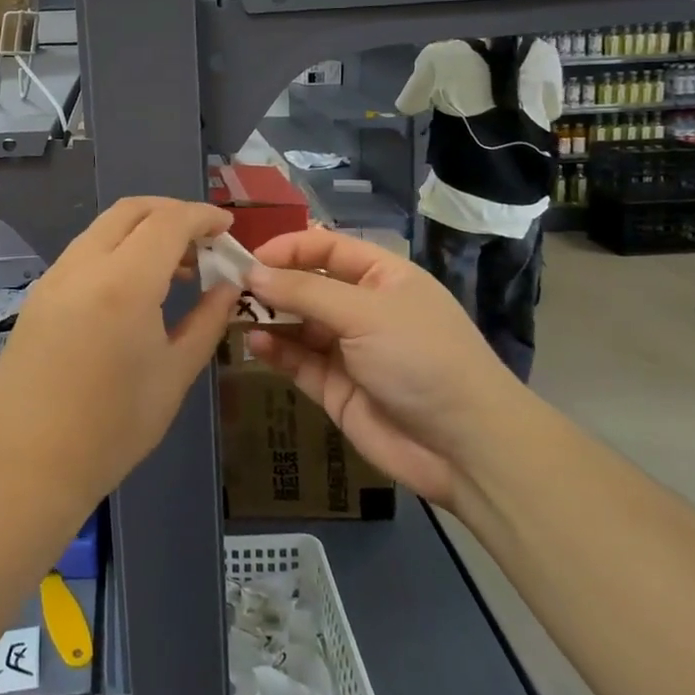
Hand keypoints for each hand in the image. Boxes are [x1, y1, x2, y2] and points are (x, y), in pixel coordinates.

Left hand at [0, 197, 239, 512]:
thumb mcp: (174, 375)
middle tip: (202, 241)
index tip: (227, 228)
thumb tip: (229, 287)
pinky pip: (83, 252)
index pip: (169, 221)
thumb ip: (207, 321)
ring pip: (103, 228)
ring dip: (142, 231)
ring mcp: (54, 277)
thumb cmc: (113, 427)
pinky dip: (116, 250)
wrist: (28, 464)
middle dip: (172, 212)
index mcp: (124, 282)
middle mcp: (84, 265)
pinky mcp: (38, 294)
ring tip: (174, 268)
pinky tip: (133, 288)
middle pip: (131, 210)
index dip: (202, 216)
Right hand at [244, 230, 524, 507]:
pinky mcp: (335, 387)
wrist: (465, 447)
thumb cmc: (421, 358)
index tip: (250, 258)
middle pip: (307, 285)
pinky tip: (255, 344)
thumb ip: (304, 292)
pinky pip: (298, 360)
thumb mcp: (364, 313)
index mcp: (382, 277)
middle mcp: (363, 308)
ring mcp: (349, 349)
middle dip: (271, 284)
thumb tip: (252, 273)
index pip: (326, 248)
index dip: (289, 248)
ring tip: (234, 314)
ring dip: (268, 317)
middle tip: (229, 287)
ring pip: (297, 323)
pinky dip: (275, 350)